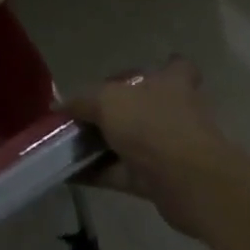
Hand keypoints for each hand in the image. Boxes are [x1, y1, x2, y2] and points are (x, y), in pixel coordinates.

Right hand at [66, 61, 241, 238]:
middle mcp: (173, 111)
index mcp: (170, 82)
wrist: (190, 182)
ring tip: (67, 145)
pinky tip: (70, 173)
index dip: (164, 66)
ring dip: (103, 145)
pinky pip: (122, 172)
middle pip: (144, 106)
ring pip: (131, 141)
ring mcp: (169, 147)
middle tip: (84, 114)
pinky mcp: (160, 179)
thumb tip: (60, 106)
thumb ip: (82, 101)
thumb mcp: (107, 101)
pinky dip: (99, 173)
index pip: (176, 67)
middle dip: (118, 111)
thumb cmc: (152, 125)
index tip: (140, 75)